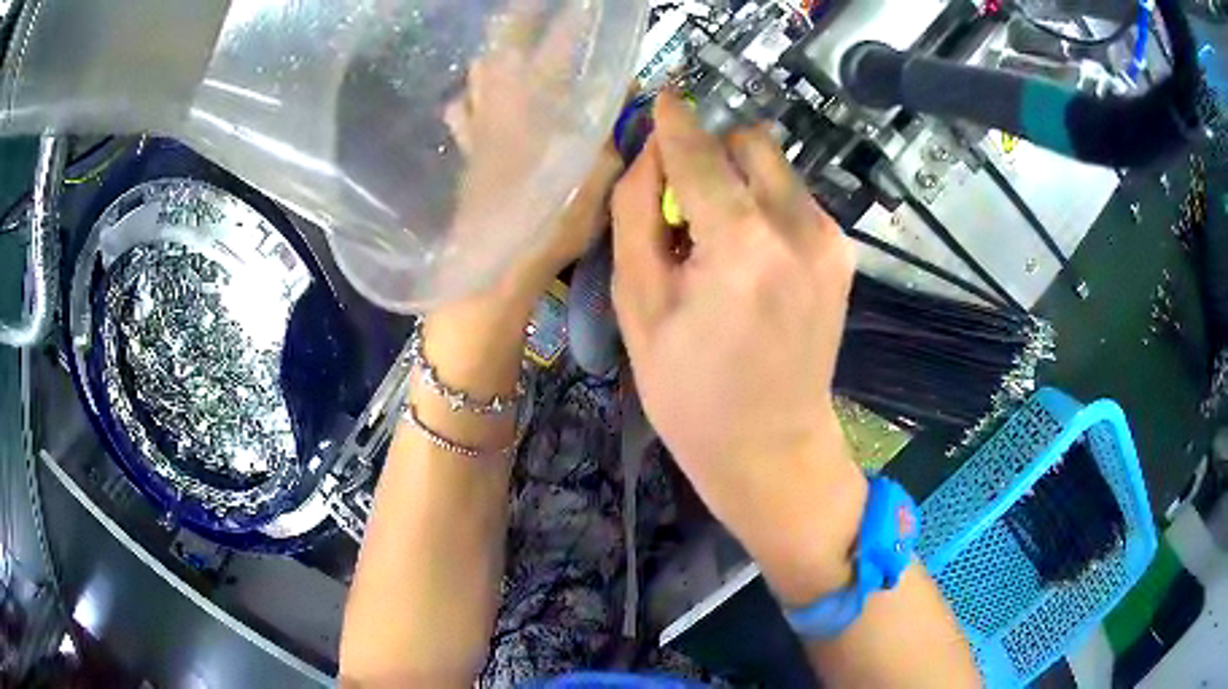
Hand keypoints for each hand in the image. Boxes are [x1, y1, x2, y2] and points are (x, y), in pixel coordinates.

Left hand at [443, 1, 610, 309]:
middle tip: (527, 13)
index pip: (562, 51)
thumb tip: (623, 94)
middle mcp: (505, 106)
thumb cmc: (553, 222)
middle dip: (518, 26)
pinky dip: (466, 100)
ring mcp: (479, 127)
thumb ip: (611, 133)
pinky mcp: (467, 151)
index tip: (585, 9)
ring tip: (503, 48)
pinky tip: (470, 101)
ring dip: (491, 56)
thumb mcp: (601, 177)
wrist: (495, 268)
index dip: (575, 26)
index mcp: (542, 107)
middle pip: (505, 50)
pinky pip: (460, 114)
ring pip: (477, 75)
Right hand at [611, 93, 864, 603]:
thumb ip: (637, 214)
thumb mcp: (639, 305)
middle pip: (750, 143)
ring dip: (739, 181)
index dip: (674, 122)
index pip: (699, 152)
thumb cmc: (690, 391)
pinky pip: (794, 199)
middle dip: (712, 153)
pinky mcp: (842, 253)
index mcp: (742, 243)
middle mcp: (799, 227)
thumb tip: (650, 152)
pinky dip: (764, 207)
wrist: (771, 447)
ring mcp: (830, 239)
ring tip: (716, 237)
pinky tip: (749, 256)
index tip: (661, 99)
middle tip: (684, 200)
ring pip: (776, 167)